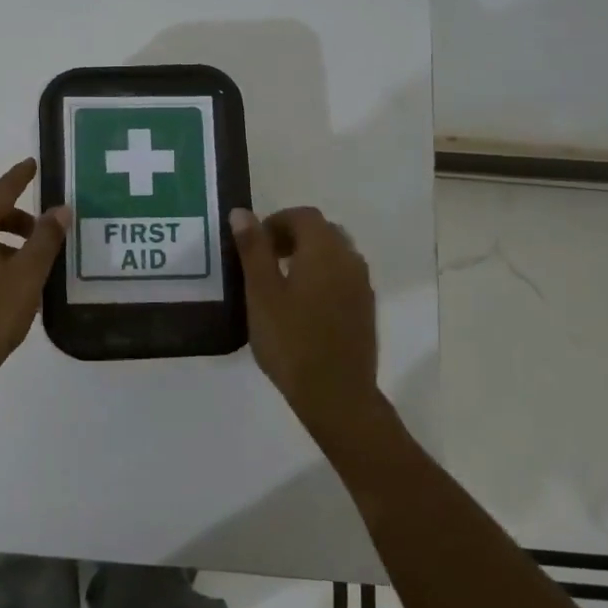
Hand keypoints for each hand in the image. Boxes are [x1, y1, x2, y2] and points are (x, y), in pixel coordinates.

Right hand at [231, 206, 380, 438]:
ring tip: (281, 284)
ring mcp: (362, 284)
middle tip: (264, 261)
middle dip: (292, 237)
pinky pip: (343, 276)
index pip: (302, 216)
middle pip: (322, 231)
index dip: (276, 222)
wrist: (336, 394)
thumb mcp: (261, 293)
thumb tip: (242, 213)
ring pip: (334, 254)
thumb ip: (253, 249)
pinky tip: (303, 306)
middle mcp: (349, 259)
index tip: (254, 245)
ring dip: (308, 256)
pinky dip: (322, 277)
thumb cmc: (291, 341)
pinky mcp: (366, 308)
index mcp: (324, 249)